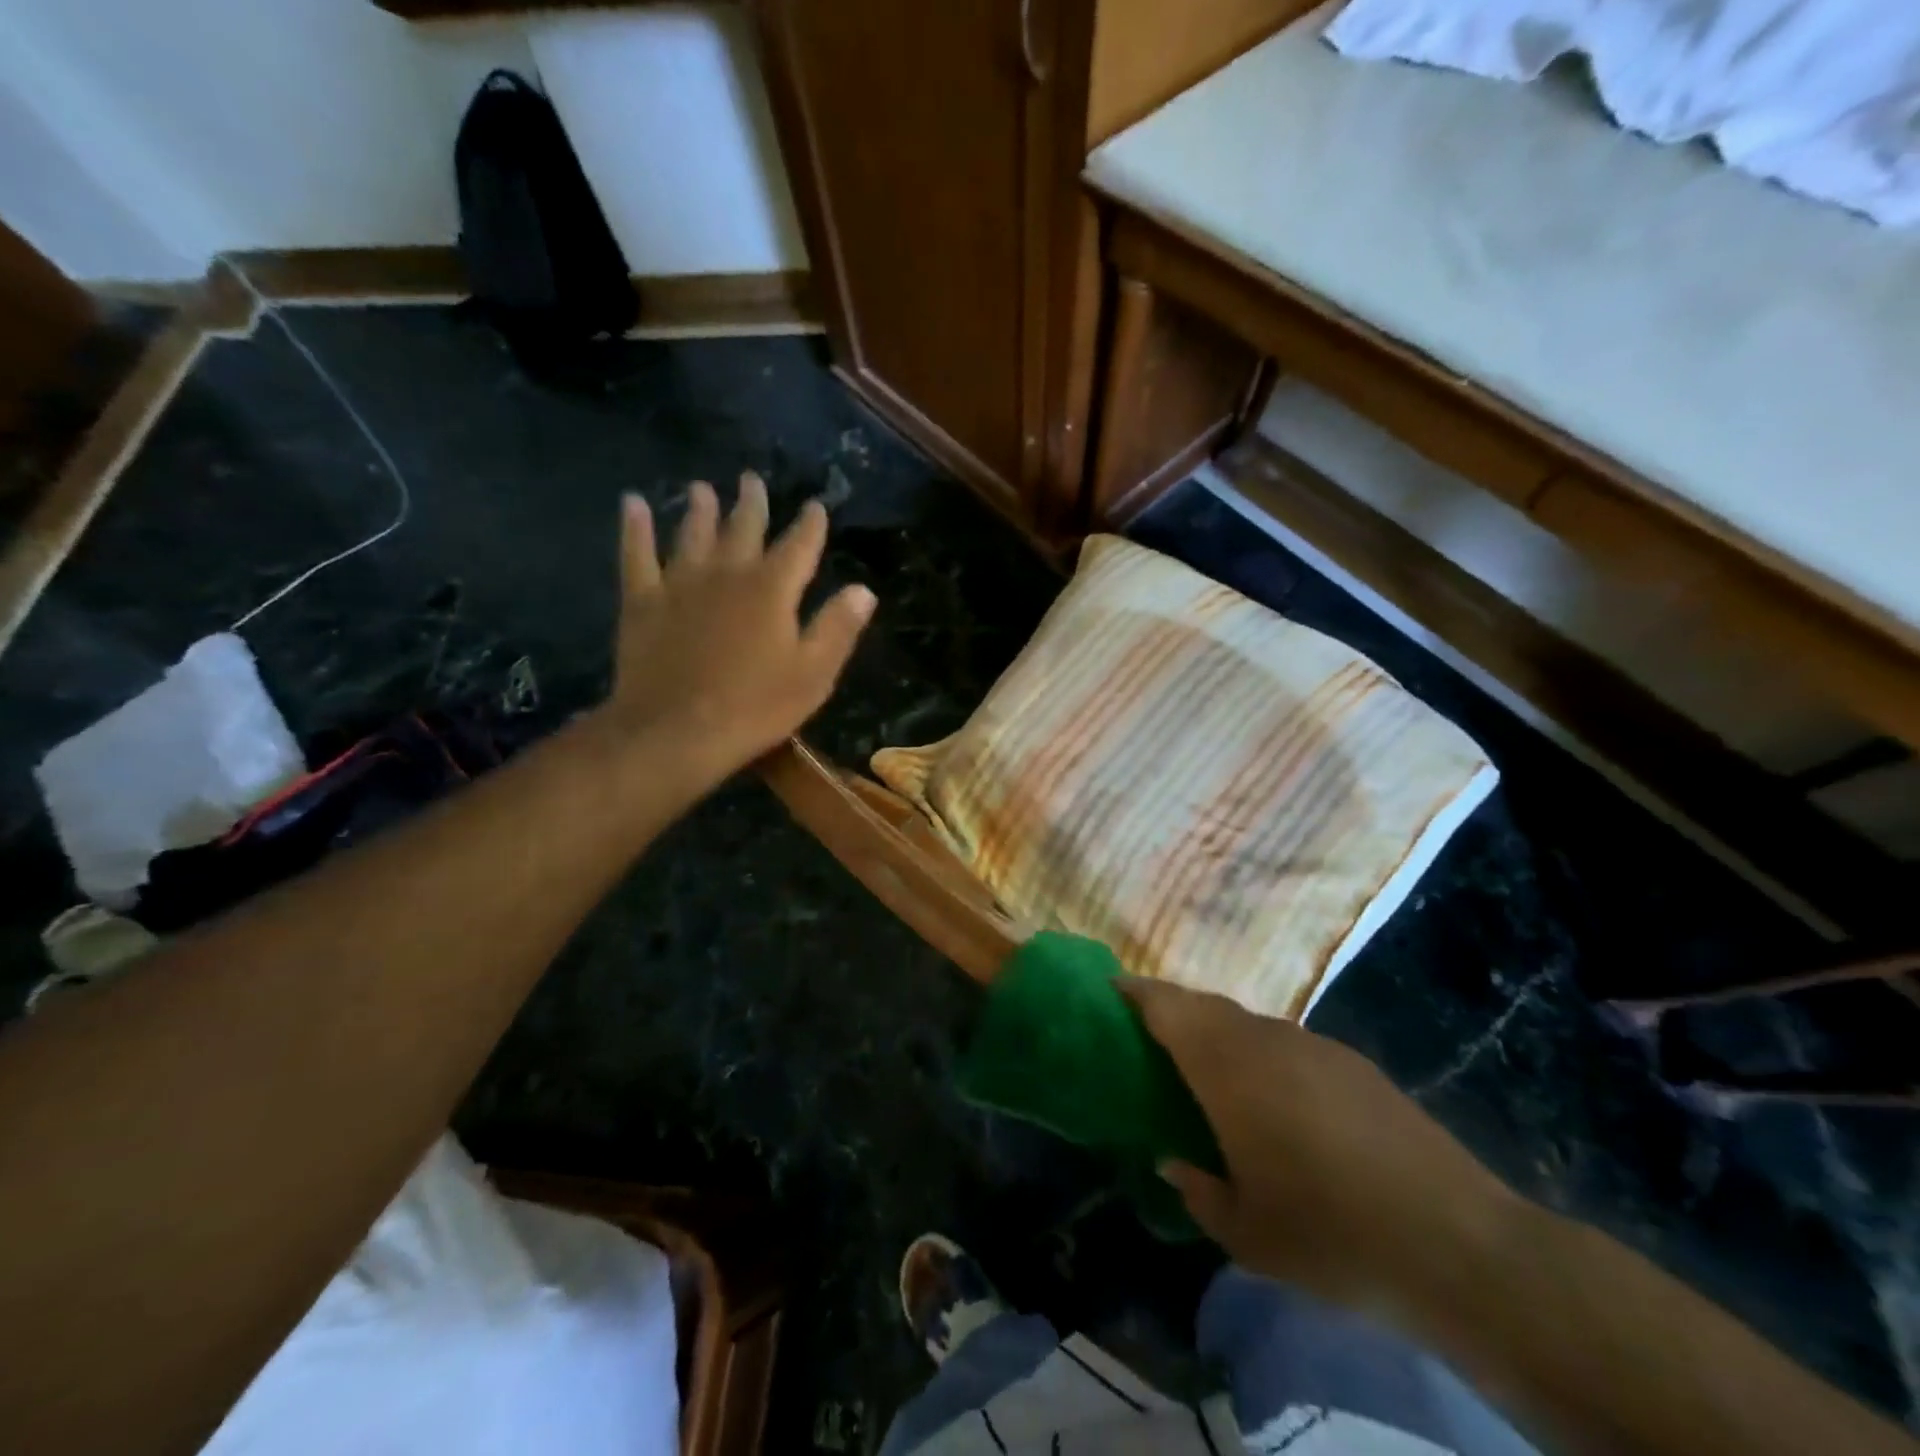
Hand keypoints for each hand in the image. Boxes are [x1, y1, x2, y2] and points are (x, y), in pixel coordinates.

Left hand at [598, 472, 874, 780]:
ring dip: (700, 509)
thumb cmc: (754, 707)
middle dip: (752, 503)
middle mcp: (728, 573)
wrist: (675, 731)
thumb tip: (864, 590)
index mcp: (773, 589)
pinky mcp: (643, 600)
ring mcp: (680, 583)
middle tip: (752, 480)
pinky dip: (635, 527)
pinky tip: (632, 503)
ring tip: (702, 488)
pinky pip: (637, 553)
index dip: (810, 524)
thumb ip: (838, 627)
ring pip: (693, 533)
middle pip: (744, 528)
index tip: (815, 506)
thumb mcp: (814, 674)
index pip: (799, 546)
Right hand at [1122, 978, 1519, 1312]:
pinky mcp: (1353, 1064)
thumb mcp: (1247, 1235)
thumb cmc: (1330, 1236)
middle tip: (1150, 1039)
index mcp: (1228, 1068)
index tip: (1109, 991)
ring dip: (1219, 1035)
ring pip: (1248, 1023)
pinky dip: (1261, 1055)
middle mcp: (1266, 1040)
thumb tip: (1175, 1163)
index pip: (1168, 1006)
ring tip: (1210, 1076)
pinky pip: (1286, 1044)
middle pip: (1205, 1006)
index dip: (1135, 992)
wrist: (1458, 1244)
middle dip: (1172, 1012)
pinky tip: (1278, 1105)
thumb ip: (1198, 1192)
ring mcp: (1314, 1047)